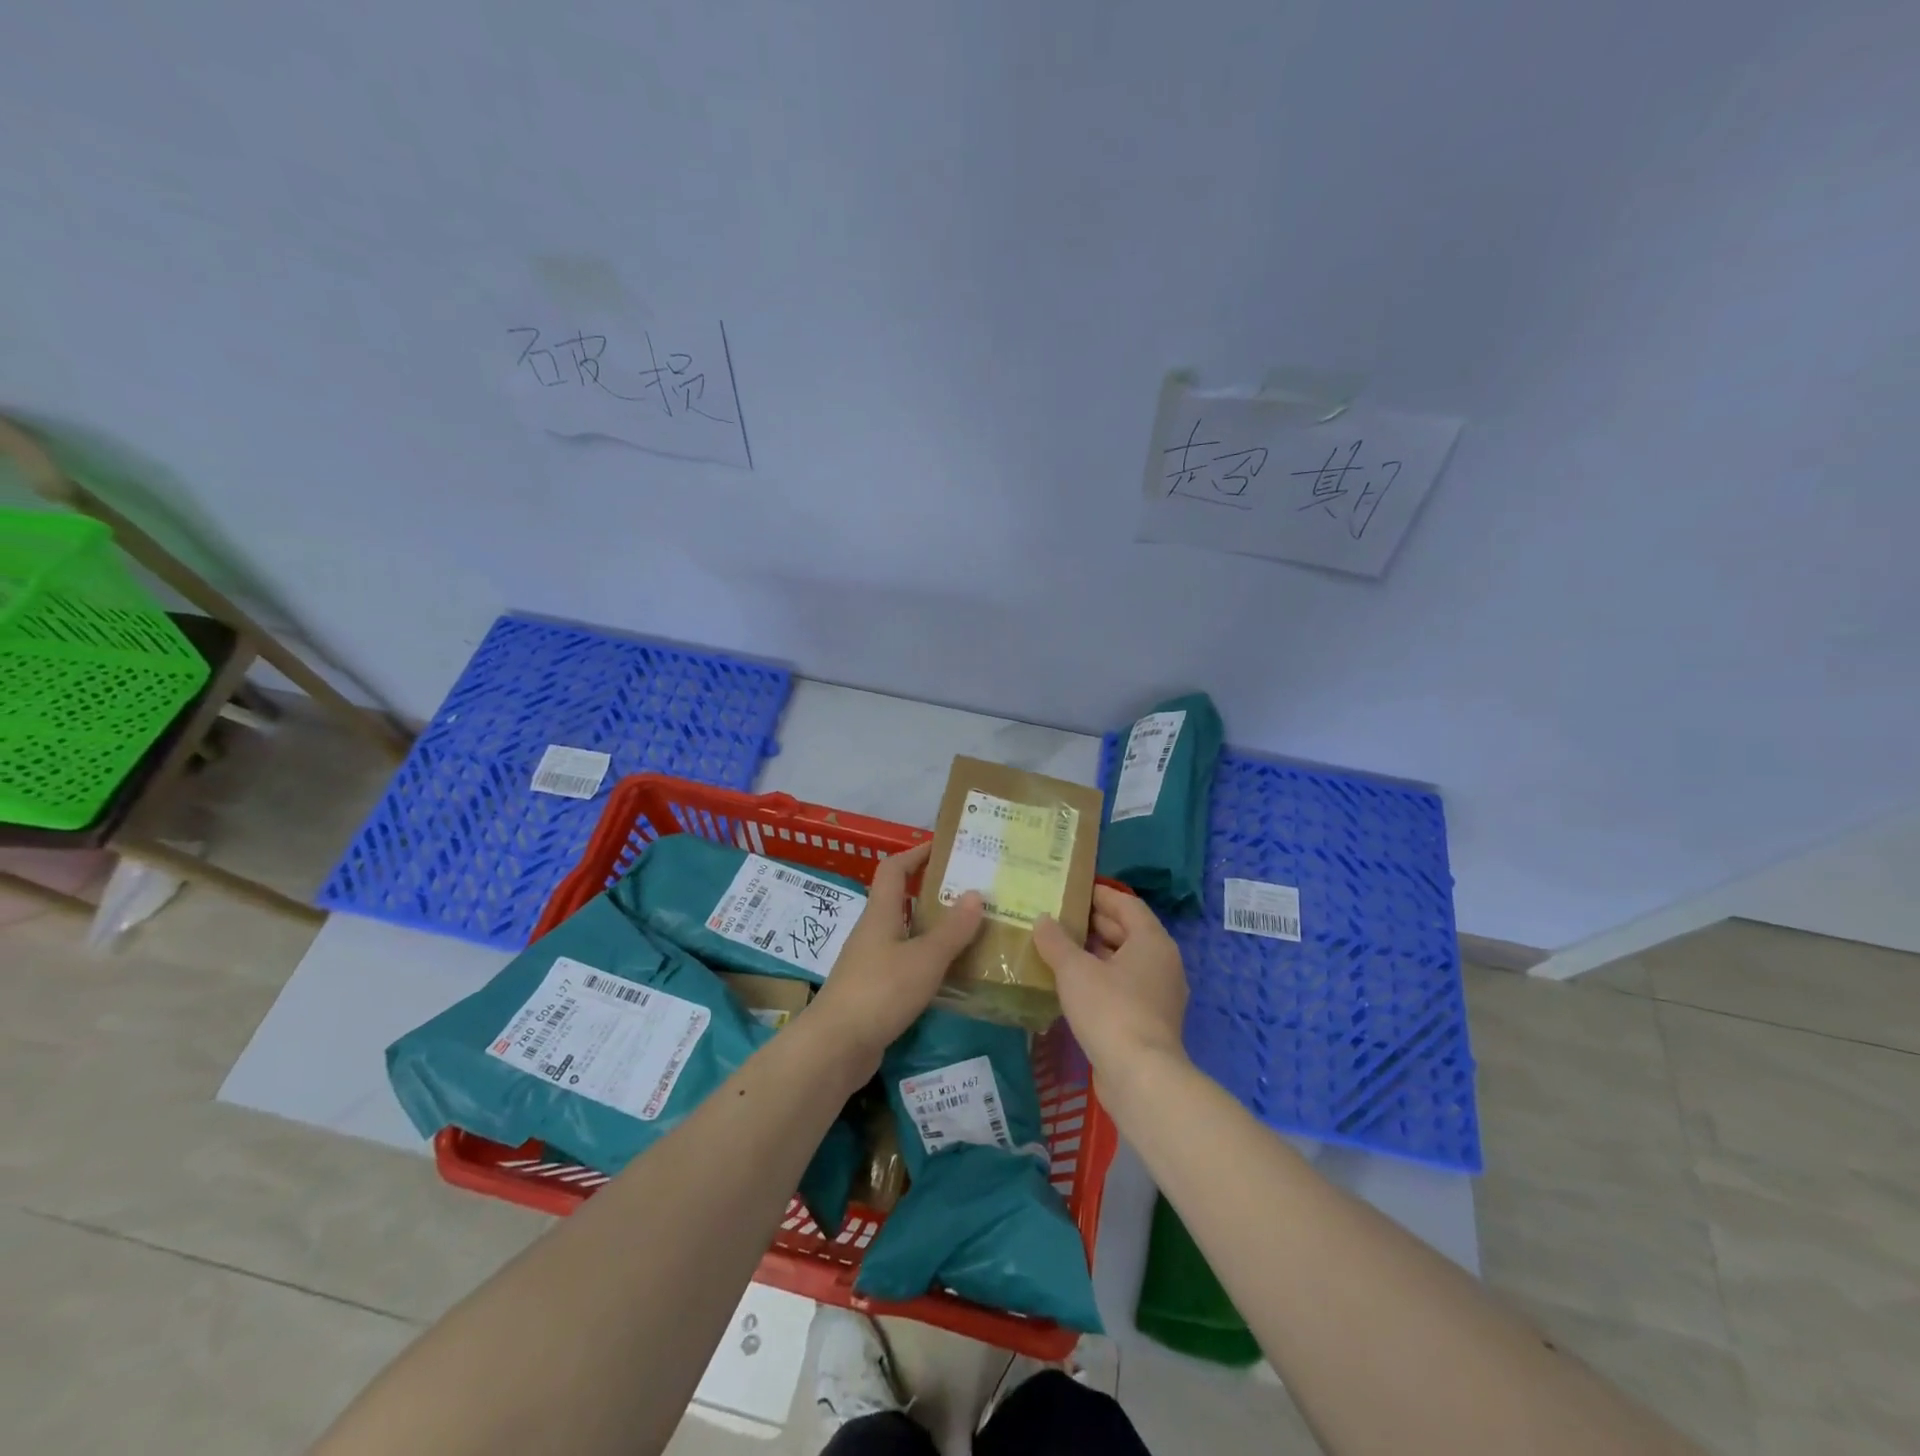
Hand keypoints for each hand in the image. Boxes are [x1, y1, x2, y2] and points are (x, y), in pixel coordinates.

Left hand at [805, 841, 983, 1070]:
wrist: (835, 1047)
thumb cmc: (880, 991)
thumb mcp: (924, 958)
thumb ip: (952, 929)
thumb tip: (976, 893)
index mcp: (881, 914)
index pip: (894, 869)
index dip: (916, 853)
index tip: (945, 848)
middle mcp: (874, 932)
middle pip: (902, 901)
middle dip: (934, 893)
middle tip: (973, 892)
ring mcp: (871, 963)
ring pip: (906, 935)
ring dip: (934, 930)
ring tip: (972, 931)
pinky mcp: (875, 992)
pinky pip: (906, 965)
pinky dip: (928, 962)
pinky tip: (952, 974)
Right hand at [1034, 886, 1188, 1074]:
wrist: (1140, 1077)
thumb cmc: (1110, 1009)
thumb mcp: (1075, 970)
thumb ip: (1056, 941)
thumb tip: (1043, 919)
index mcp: (1152, 941)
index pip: (1126, 904)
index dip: (1100, 895)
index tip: (1072, 890)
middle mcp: (1162, 962)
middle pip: (1128, 931)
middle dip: (1094, 923)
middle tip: (1059, 917)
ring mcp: (1159, 994)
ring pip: (1125, 962)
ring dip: (1095, 953)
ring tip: (1060, 948)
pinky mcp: (1150, 1021)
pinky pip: (1124, 987)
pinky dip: (1101, 978)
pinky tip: (1072, 984)